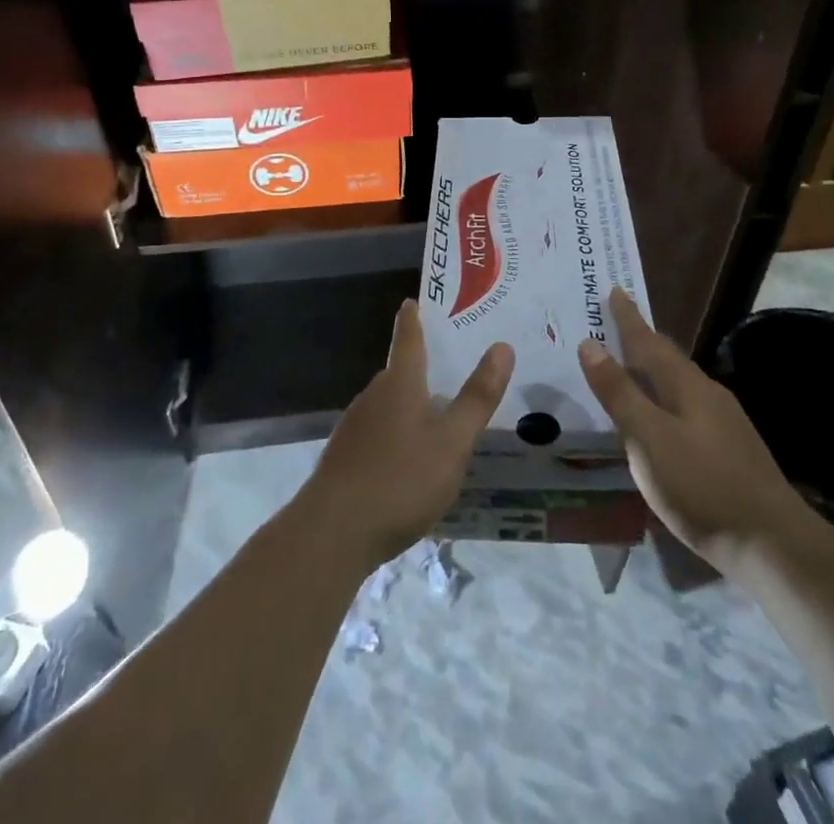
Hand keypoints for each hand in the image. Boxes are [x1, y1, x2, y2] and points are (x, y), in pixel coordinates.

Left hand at [304, 300, 512, 569]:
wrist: (332, 533)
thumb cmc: (400, 480)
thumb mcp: (452, 442)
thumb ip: (477, 397)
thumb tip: (502, 346)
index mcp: (400, 385)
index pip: (408, 340)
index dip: (412, 319)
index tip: (412, 300)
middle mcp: (373, 397)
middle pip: (398, 373)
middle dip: (419, 367)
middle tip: (447, 367)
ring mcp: (354, 428)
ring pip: (386, 406)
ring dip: (407, 405)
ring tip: (434, 417)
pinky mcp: (344, 459)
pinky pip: (376, 434)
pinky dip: (394, 435)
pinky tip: (407, 461)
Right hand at [578, 289, 814, 576]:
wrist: (773, 544)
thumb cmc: (702, 486)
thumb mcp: (648, 439)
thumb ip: (619, 393)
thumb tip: (590, 344)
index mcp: (685, 385)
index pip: (648, 341)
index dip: (628, 318)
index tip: (614, 289)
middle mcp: (707, 394)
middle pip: (667, 358)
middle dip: (641, 340)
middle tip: (616, 324)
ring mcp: (724, 422)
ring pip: (679, 384)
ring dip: (652, 371)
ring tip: (631, 368)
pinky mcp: (731, 450)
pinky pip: (688, 407)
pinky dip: (665, 399)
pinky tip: (661, 420)